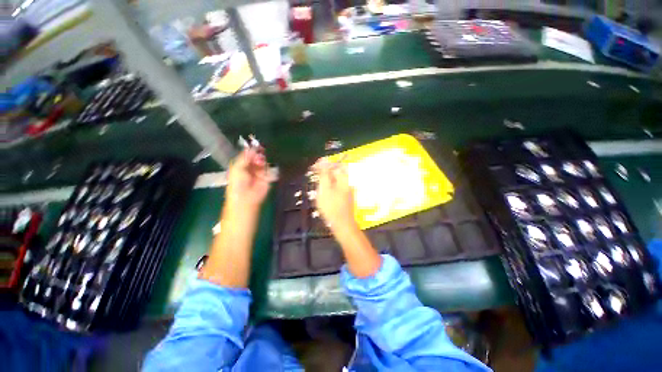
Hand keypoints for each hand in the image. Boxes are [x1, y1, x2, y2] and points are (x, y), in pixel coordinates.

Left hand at [225, 148, 269, 210]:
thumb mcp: (237, 167)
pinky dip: (268, 166)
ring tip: (260, 161)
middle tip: (260, 151)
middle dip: (258, 154)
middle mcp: (250, 167)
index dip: (251, 150)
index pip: (247, 154)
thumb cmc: (238, 183)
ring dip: (262, 160)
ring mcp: (259, 172)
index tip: (255, 144)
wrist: (246, 197)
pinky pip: (269, 169)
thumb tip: (252, 148)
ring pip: (263, 162)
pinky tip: (265, 166)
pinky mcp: (267, 177)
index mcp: (241, 165)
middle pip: (256, 157)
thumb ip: (245, 157)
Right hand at [314, 159, 381, 276]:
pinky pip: (337, 186)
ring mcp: (348, 189)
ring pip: (336, 179)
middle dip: (325, 172)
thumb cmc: (331, 207)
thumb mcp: (325, 188)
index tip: (314, 167)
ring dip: (326, 179)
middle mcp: (348, 182)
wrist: (342, 225)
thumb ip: (325, 173)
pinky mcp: (345, 196)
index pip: (335, 164)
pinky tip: (323, 192)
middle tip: (315, 175)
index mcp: (345, 178)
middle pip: (336, 171)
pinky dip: (329, 186)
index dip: (324, 164)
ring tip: (317, 184)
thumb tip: (324, 159)